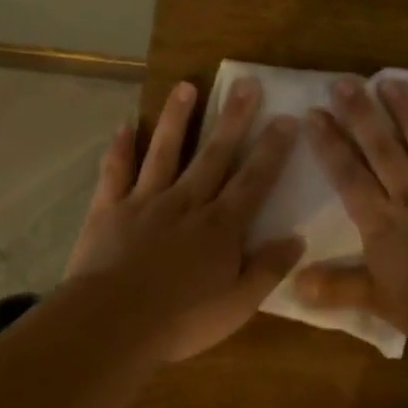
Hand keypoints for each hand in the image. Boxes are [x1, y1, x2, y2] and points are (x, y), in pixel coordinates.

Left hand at [65, 76, 302, 361]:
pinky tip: (125, 127)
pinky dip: (121, 149)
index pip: (253, 181)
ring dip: (177, 118)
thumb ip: (267, 269)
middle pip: (214, 154)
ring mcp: (145, 202)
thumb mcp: (238, 305)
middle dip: (233, 119)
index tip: (286, 118)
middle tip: (246, 83)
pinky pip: (116, 172)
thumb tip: (297, 238)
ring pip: (165, 151)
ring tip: (187, 86)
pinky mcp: (110, 209)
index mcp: (220, 227)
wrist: (112, 323)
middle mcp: (187, 203)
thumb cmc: (181, 320)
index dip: (272, 150)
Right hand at [295, 78, 407, 345]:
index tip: (314, 114)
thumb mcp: (379, 302)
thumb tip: (293, 284)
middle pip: (383, 148)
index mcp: (383, 221)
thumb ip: (337, 288)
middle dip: (362, 114)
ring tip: (391, 81)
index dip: (330, 144)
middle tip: (345, 82)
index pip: (349, 175)